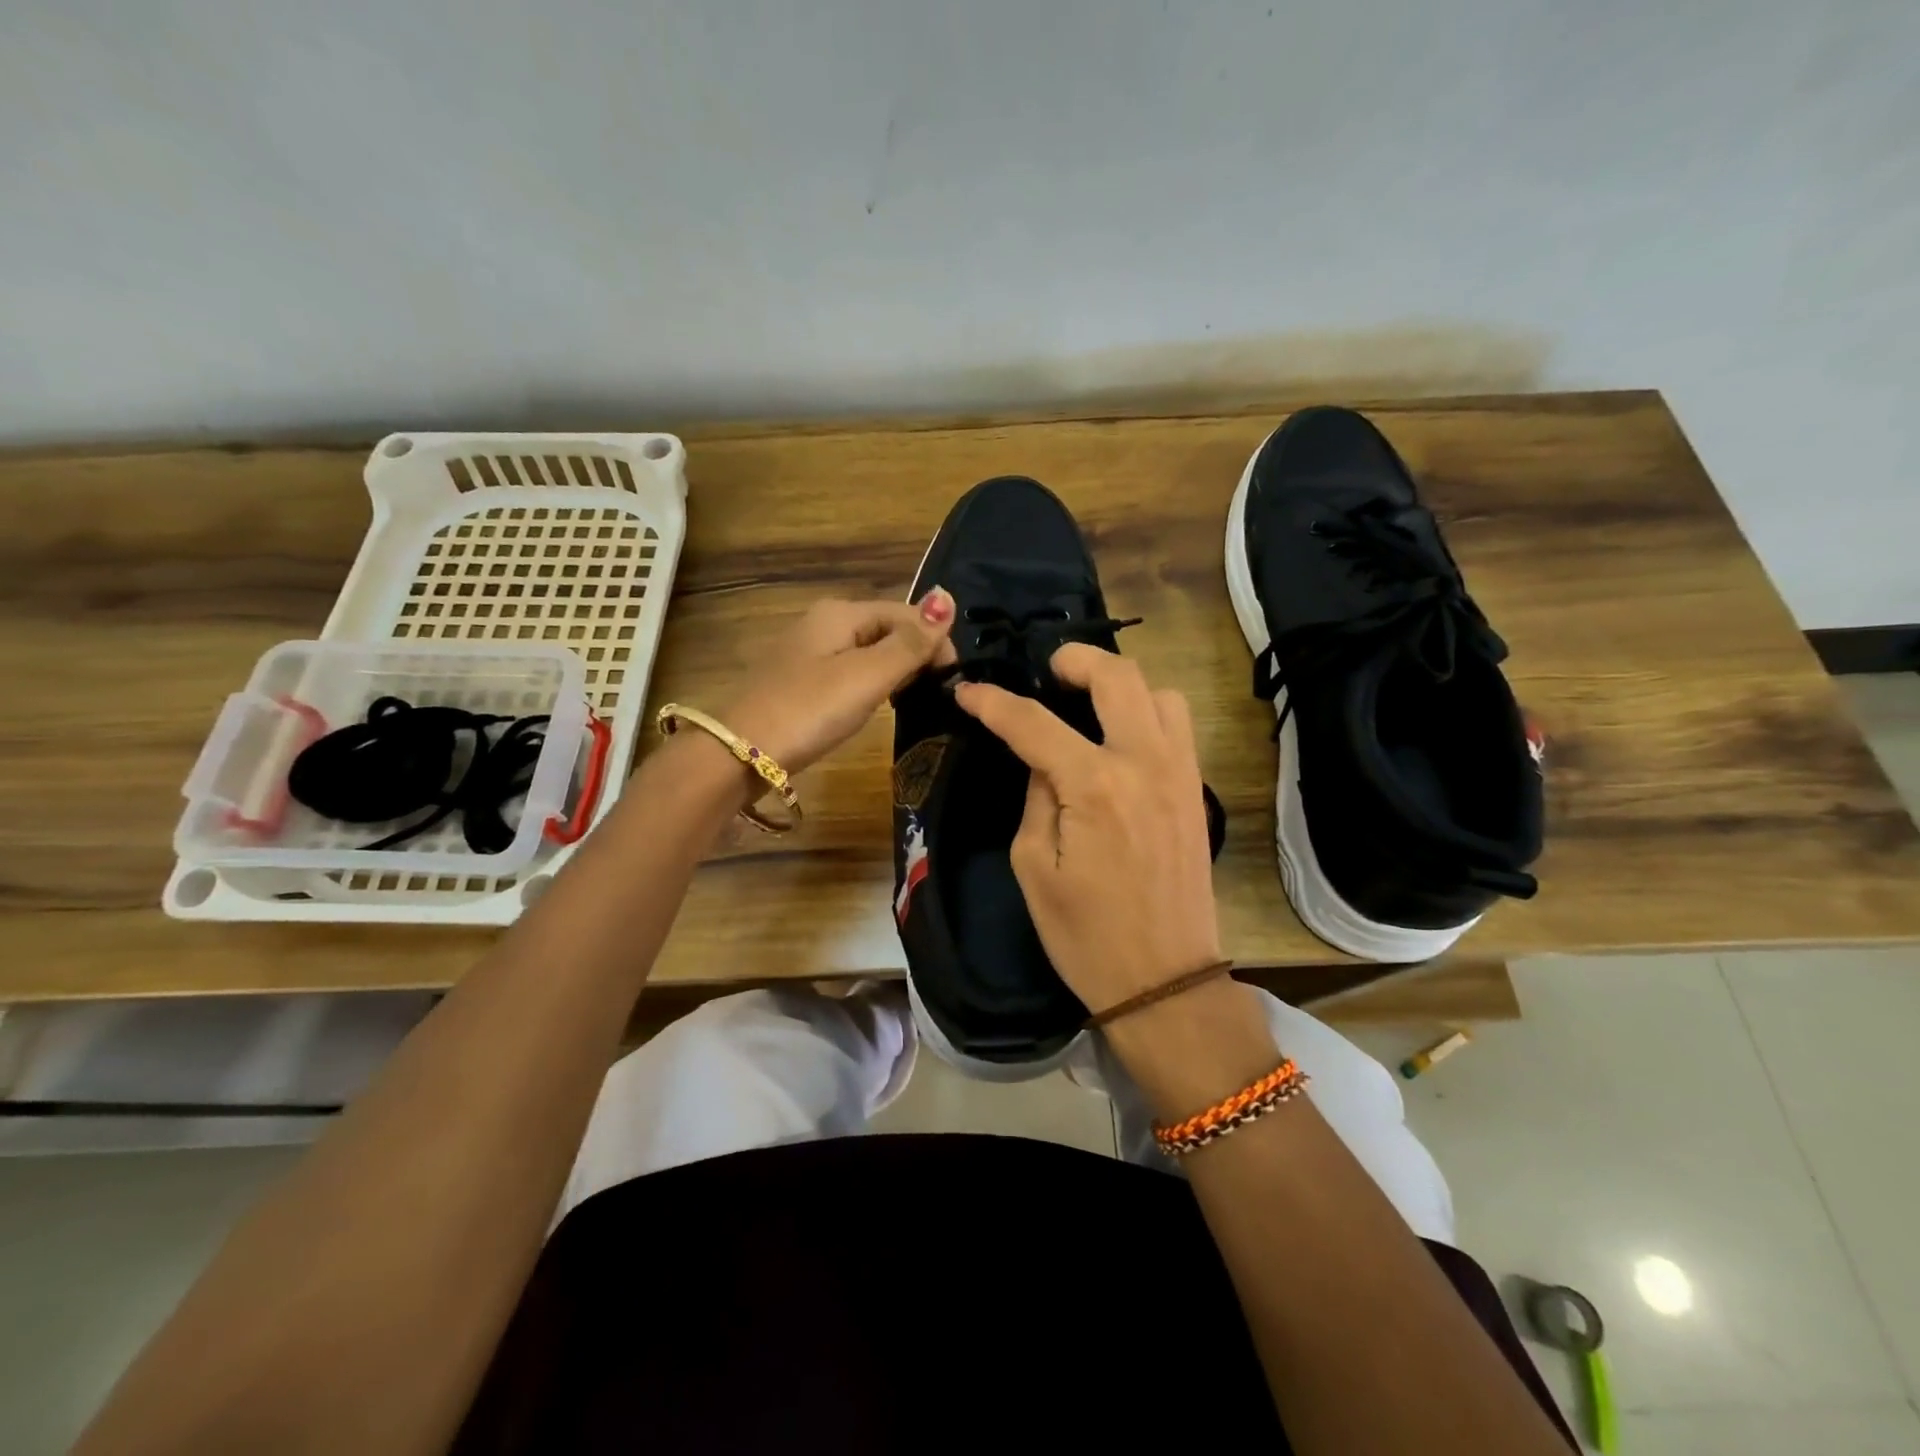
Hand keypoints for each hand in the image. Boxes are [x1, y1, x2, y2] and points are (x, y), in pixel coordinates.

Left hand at [721, 593, 956, 775]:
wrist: (742, 752)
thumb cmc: (811, 709)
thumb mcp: (868, 676)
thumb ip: (910, 642)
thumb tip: (947, 597)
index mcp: (842, 612)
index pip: (906, 613)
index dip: (935, 640)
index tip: (952, 680)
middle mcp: (824, 621)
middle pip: (887, 628)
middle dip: (916, 654)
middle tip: (934, 693)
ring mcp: (810, 650)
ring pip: (870, 650)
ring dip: (896, 670)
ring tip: (912, 700)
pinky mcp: (802, 679)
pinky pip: (850, 670)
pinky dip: (871, 683)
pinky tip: (876, 705)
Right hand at [953, 644, 1222, 1016]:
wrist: (1165, 981)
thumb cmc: (1086, 936)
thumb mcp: (1034, 867)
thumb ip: (1036, 797)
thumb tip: (1043, 759)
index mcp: (1095, 786)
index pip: (1034, 723)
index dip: (994, 702)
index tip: (968, 691)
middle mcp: (1145, 764)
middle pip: (1118, 676)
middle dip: (1076, 660)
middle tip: (1047, 673)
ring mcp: (1180, 774)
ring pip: (1161, 693)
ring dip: (1122, 685)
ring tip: (1088, 704)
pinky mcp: (1196, 791)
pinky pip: (1177, 727)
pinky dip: (1147, 713)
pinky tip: (1119, 739)